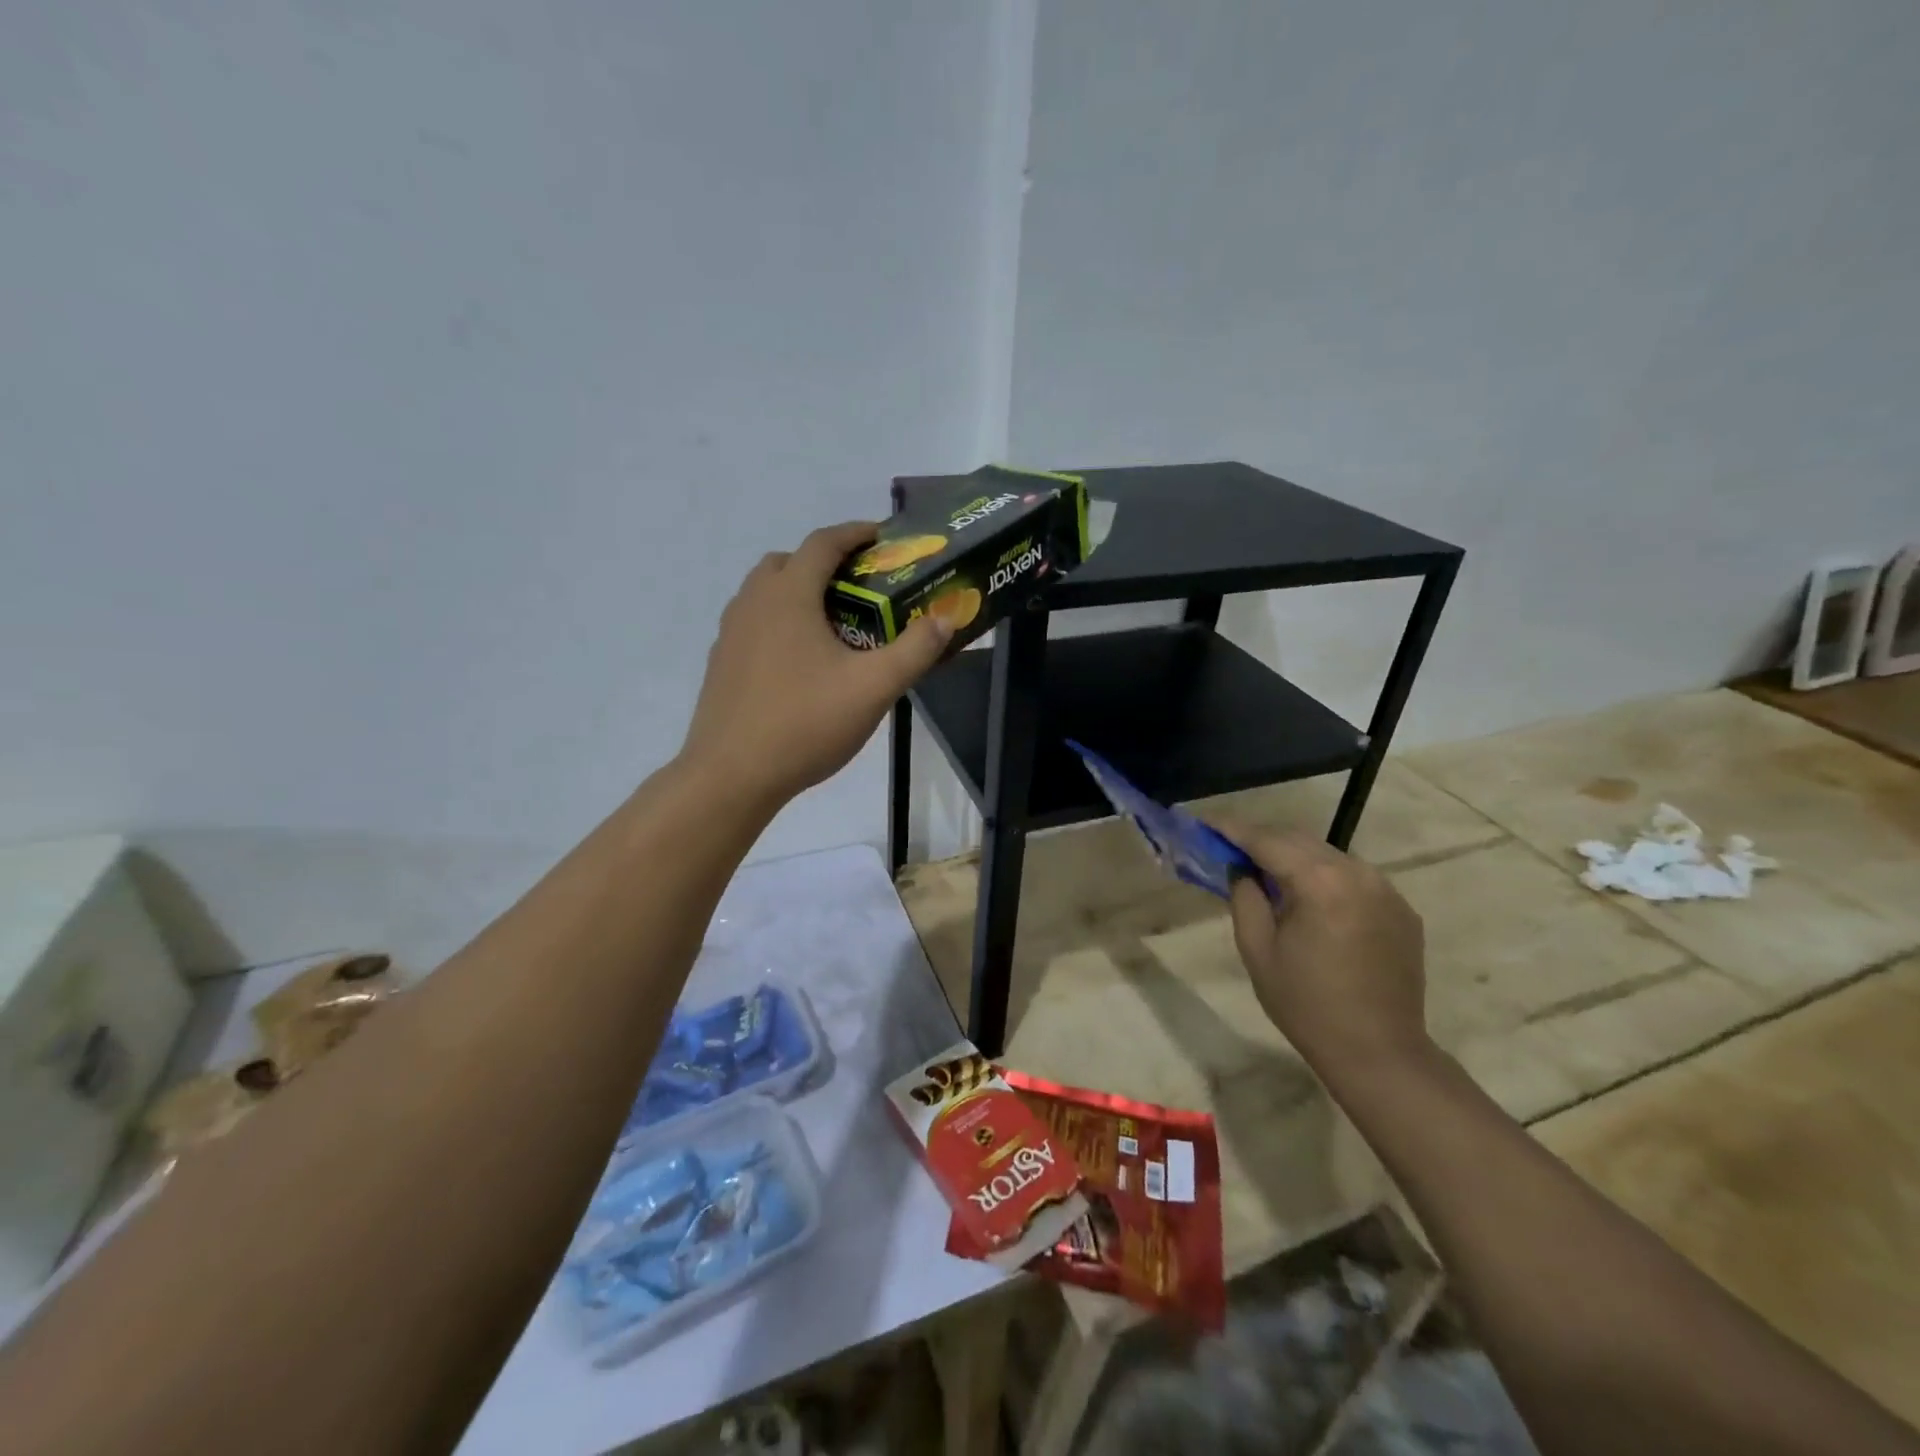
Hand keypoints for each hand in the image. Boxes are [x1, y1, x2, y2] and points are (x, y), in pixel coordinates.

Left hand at [680, 521, 951, 805]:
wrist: (731, 775)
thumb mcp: (873, 688)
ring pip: (766, 592)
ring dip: (799, 592)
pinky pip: (754, 623)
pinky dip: (780, 622)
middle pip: (789, 562)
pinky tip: (801, 662)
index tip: (882, 537)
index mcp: (788, 595)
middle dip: (825, 563)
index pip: (822, 543)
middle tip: (860, 586)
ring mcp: (730, 633)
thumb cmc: (805, 723)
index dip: (855, 533)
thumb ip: (915, 650)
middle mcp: (753, 602)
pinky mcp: (721, 662)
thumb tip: (946, 618)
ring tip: (834, 624)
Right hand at [1214, 826, 1431, 1079]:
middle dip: (1261, 839)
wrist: (1379, 1052)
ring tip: (1265, 872)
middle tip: (1228, 847)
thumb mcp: (1257, 949)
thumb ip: (1244, 896)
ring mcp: (1386, 889)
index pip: (1267, 840)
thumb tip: (1240, 868)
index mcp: (1320, 882)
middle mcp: (1358, 873)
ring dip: (1294, 857)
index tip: (1205, 822)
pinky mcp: (1401, 909)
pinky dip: (1324, 877)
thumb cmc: (1306, 1004)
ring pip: (1328, 855)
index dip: (1232, 829)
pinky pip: (1353, 878)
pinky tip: (1308, 899)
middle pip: (1299, 840)